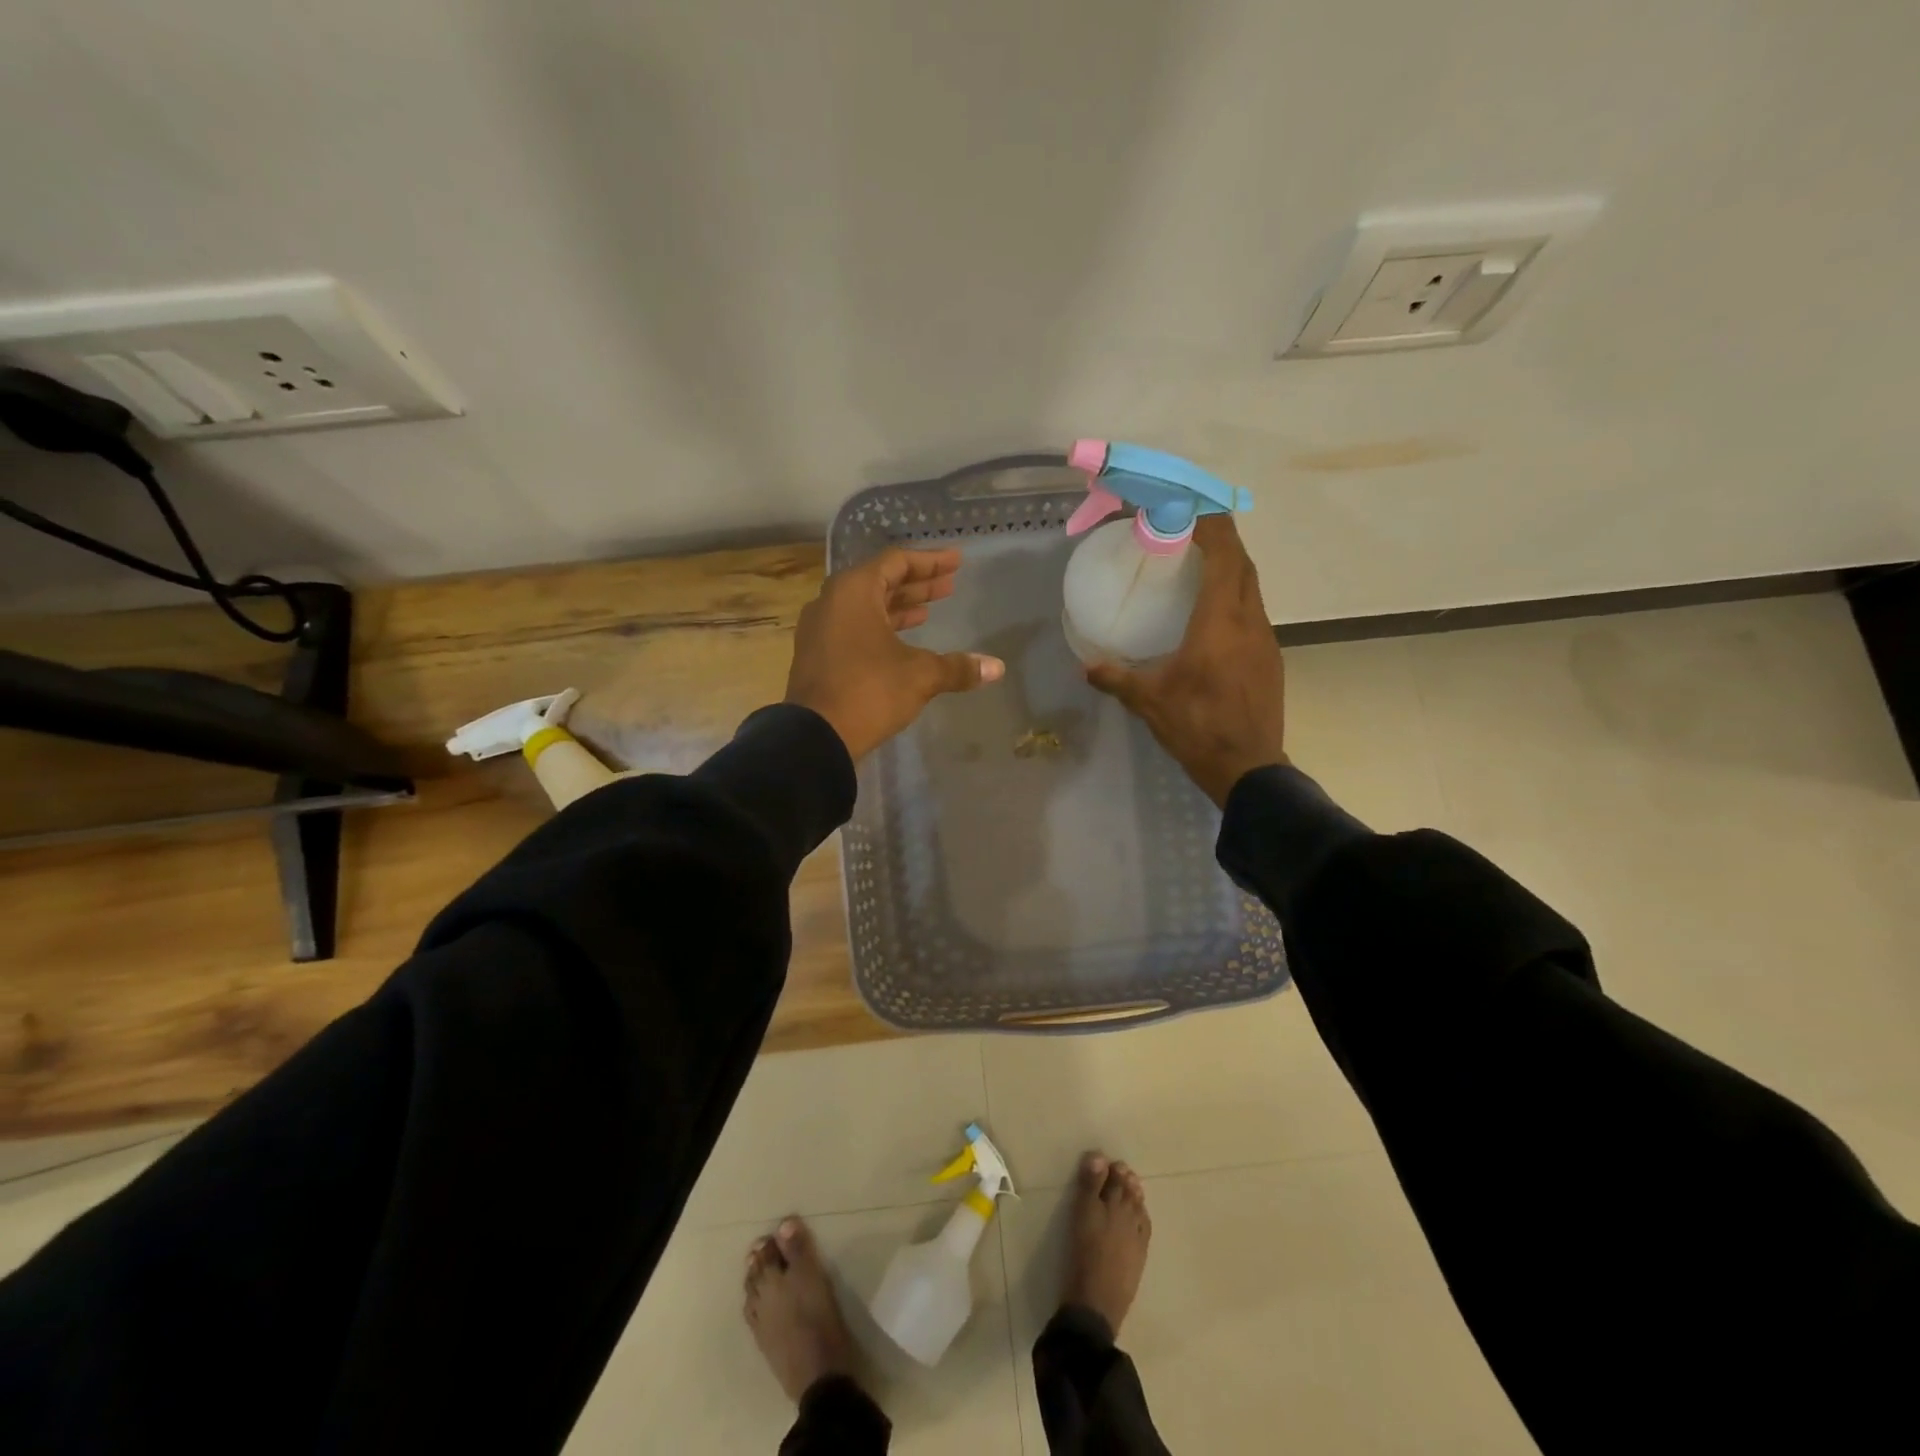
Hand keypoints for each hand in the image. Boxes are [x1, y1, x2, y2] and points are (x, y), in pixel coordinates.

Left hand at [786, 546, 1004, 760]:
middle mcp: (832, 602)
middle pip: (880, 582)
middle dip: (917, 584)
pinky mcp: (818, 655)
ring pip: (866, 607)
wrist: (815, 736)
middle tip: (949, 585)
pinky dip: (880, 627)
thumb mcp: (919, 675)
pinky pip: (853, 628)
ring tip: (930, 609)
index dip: (930, 561)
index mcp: (853, 591)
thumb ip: (957, 667)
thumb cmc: (869, 691)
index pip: (896, 562)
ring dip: (899, 607)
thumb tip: (997, 668)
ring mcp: (820, 629)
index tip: (956, 562)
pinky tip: (903, 641)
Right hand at [1085, 516, 1287, 805]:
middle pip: (1243, 565)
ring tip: (1201, 566)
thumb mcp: (1149, 701)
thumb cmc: (1197, 727)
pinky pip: (1254, 612)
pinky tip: (1215, 615)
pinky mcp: (1270, 659)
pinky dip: (1236, 597)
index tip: (1191, 510)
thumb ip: (1116, 678)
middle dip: (1222, 541)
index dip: (1212, 527)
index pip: (1225, 557)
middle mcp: (1250, 622)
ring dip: (1231, 569)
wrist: (1248, 768)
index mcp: (1220, 623)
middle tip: (1191, 532)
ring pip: (1253, 588)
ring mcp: (1266, 641)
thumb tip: (1086, 666)